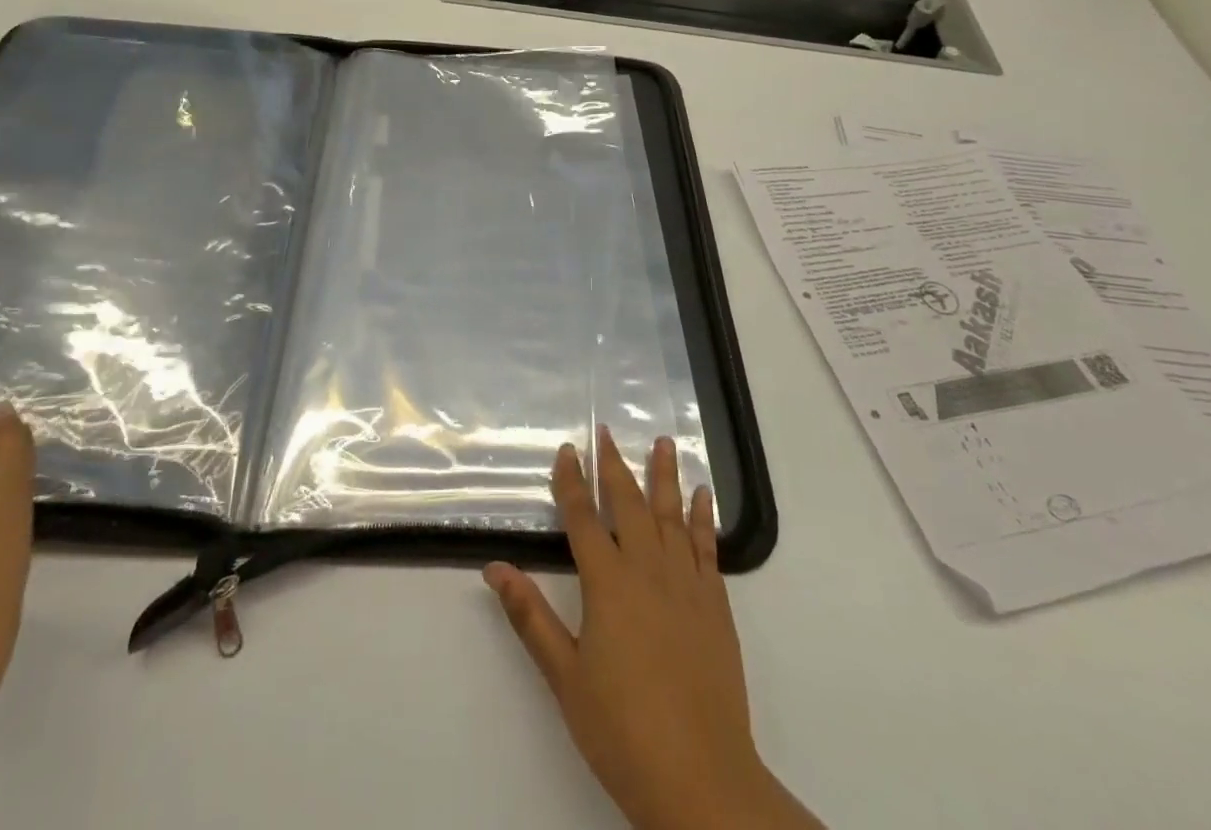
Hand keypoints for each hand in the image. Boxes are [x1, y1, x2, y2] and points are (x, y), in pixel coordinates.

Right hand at [484, 428, 819, 829]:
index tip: (567, 449)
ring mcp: (686, 585)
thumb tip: (494, 568)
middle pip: (629, 504)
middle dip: (615, 465)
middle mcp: (648, 570)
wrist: (701, 780)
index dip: (572, 481)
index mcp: (608, 584)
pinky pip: (708, 547)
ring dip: (665, 476)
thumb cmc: (622, 730)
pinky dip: (703, 517)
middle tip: (608, 431)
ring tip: (665, 441)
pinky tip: (702, 494)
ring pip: (672, 515)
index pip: (583, 518)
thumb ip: (530, 617)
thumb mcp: (564, 677)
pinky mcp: (716, 605)